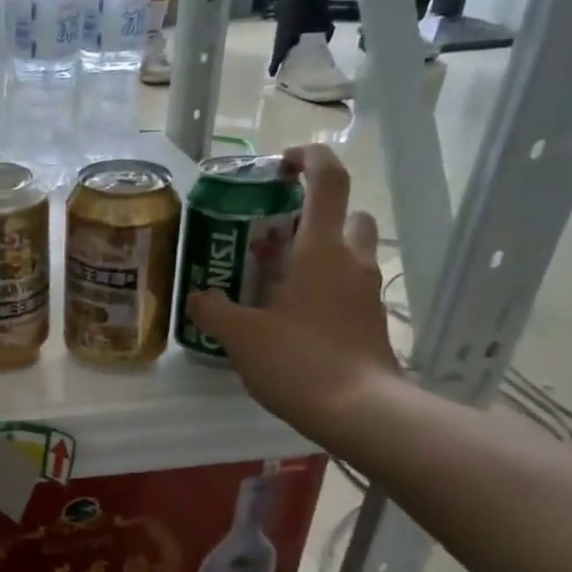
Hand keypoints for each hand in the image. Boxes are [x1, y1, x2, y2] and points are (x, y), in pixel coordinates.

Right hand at [185, 145, 401, 445]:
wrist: (361, 412)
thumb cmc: (299, 361)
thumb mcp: (242, 336)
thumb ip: (214, 310)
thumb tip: (199, 296)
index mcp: (321, 249)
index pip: (327, 180)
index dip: (308, 159)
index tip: (281, 165)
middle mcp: (351, 261)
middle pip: (347, 215)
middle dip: (316, 216)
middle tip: (277, 238)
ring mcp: (367, 293)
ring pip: (350, 253)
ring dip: (320, 254)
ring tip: (279, 281)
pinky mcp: (372, 322)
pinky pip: (349, 288)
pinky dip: (326, 290)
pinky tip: (293, 319)